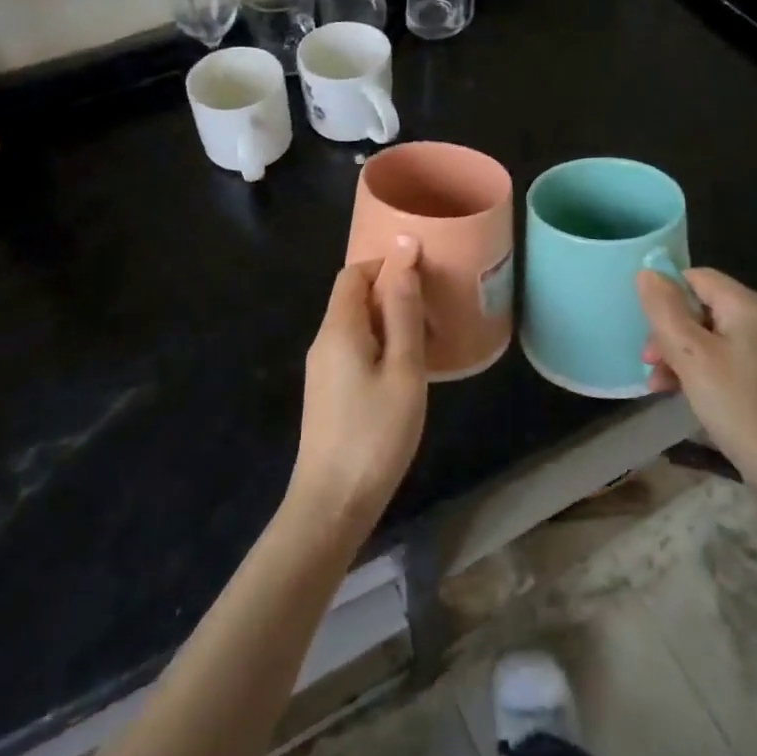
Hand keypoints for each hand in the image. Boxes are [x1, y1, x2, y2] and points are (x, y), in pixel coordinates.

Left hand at [287, 237, 427, 540]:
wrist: (332, 503)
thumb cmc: (375, 433)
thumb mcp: (403, 369)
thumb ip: (404, 310)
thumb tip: (404, 252)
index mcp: (339, 327)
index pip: (354, 272)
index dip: (387, 264)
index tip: (424, 278)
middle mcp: (324, 340)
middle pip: (354, 296)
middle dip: (393, 295)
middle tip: (433, 316)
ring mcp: (322, 368)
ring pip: (356, 325)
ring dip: (390, 323)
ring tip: (427, 344)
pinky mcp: (328, 391)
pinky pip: (354, 349)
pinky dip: (381, 346)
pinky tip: (407, 372)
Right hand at [637, 267, 756, 536]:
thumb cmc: (738, 406)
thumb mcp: (691, 356)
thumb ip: (665, 310)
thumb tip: (646, 272)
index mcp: (747, 305)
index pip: (695, 277)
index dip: (666, 296)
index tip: (647, 328)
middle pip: (698, 306)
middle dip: (668, 331)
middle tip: (649, 361)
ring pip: (704, 334)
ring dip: (676, 354)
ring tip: (657, 384)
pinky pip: (718, 357)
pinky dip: (695, 369)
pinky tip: (675, 391)